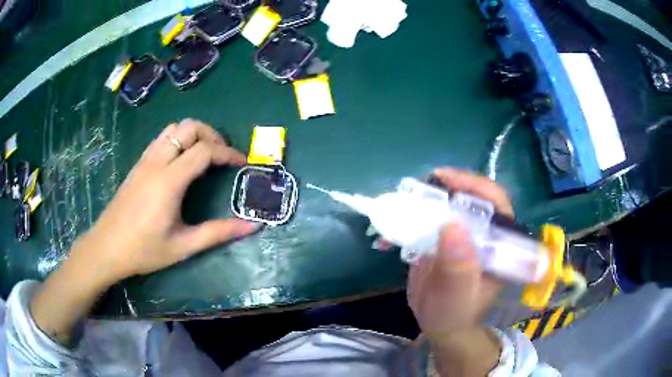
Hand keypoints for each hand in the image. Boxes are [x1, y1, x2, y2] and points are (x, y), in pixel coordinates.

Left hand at [75, 119, 258, 283]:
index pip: (205, 150)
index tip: (242, 163)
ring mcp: (144, 160)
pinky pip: (162, 138)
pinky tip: (181, 161)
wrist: (106, 248)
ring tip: (205, 155)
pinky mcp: (138, 164)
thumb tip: (253, 226)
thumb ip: (218, 233)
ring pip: (174, 128)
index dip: (228, 153)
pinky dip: (178, 139)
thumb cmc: (144, 250)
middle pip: (189, 127)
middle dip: (212, 135)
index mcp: (169, 181)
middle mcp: (157, 162)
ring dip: (194, 134)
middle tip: (223, 156)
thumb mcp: (183, 246)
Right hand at [407, 168, 512, 335]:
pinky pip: (426, 219)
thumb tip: (452, 226)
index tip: (446, 179)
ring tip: (402, 202)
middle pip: (469, 196)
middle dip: (445, 187)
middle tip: (419, 187)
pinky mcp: (441, 238)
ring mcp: (461, 234)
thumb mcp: (458, 298)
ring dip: (423, 199)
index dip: (475, 185)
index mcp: (498, 242)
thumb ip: (459, 269)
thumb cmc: (456, 314)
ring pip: (446, 204)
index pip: (496, 203)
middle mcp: (482, 232)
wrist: (440, 326)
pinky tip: (390, 227)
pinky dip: (407, 217)